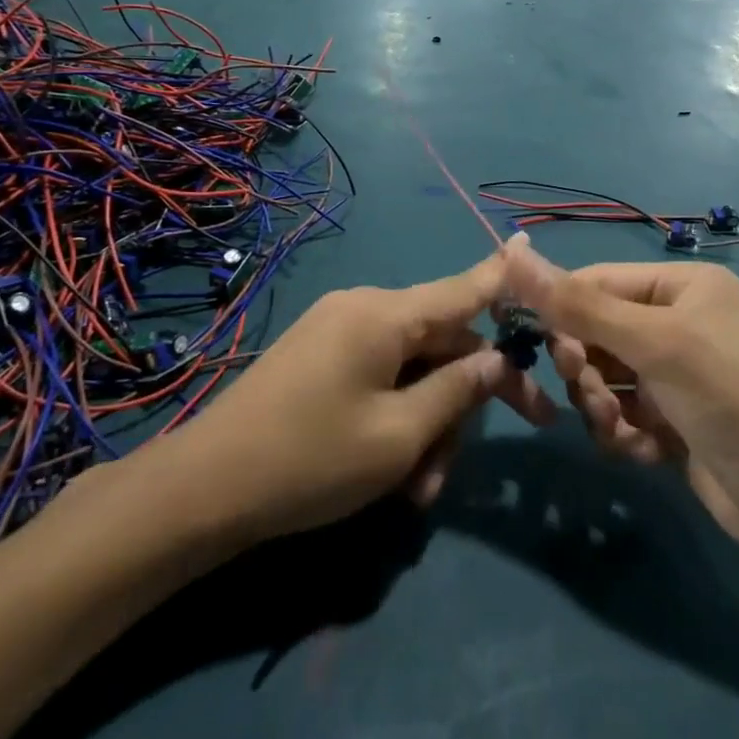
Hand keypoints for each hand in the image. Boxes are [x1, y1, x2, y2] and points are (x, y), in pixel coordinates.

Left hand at [166, 253, 557, 545]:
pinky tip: (395, 472)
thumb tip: (496, 358)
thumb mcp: (399, 436)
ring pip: (412, 367)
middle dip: (465, 398)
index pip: (462, 288)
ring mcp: (338, 332)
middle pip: (441, 342)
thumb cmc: (310, 460)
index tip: (534, 247)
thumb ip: (456, 391)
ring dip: (428, 422)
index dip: (503, 274)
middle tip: (482, 457)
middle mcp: (364, 308)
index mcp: (385, 314)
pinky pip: (380, 375)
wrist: (203, 489)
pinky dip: (398, 416)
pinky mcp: (320, 357)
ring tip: (418, 490)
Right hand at [502, 241, 738, 555]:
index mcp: (682, 285)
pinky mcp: (673, 417)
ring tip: (623, 427)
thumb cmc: (725, 396)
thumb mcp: (650, 343)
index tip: (537, 344)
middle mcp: (679, 320)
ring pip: (604, 376)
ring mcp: (676, 371)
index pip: (598, 282)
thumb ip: (578, 304)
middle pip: (596, 331)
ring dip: (602, 404)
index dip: (563, 310)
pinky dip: (624, 431)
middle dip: (588, 367)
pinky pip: (622, 411)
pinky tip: (646, 450)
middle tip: (590, 390)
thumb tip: (511, 255)